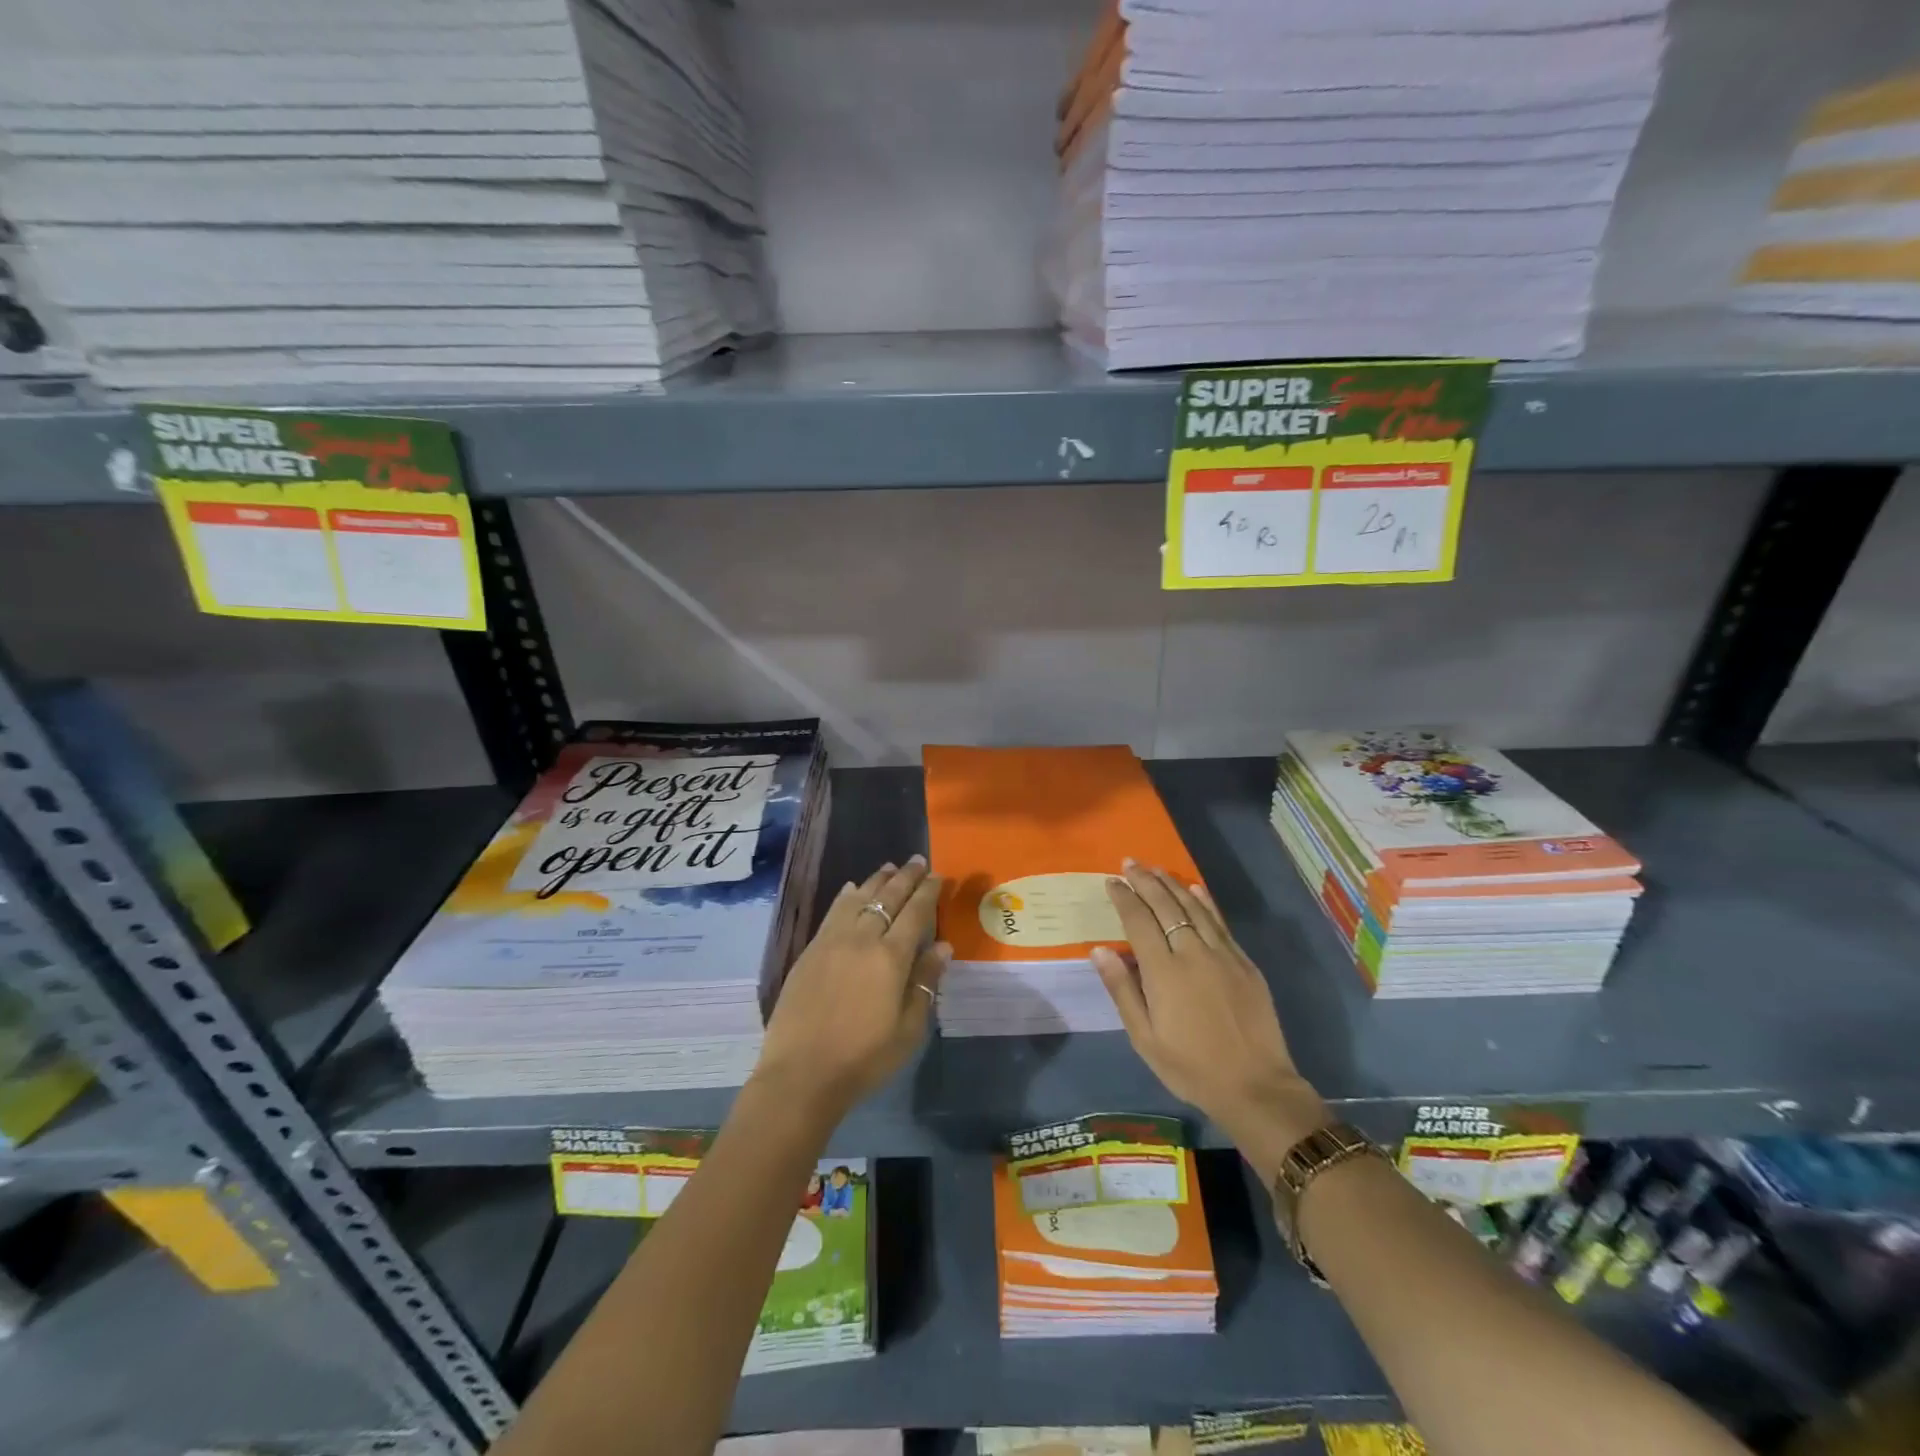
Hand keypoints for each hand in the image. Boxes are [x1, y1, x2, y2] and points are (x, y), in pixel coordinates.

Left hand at [755, 856, 949, 1124]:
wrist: (801, 1074)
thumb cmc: (864, 1058)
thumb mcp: (908, 1029)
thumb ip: (925, 983)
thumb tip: (942, 946)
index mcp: (891, 958)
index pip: (915, 913)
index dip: (928, 892)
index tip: (938, 875)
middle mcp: (862, 940)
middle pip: (887, 898)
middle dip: (905, 877)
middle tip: (918, 861)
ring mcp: (832, 942)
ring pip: (858, 899)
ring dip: (876, 880)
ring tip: (889, 867)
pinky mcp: (810, 951)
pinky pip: (832, 913)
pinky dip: (846, 896)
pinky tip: (852, 889)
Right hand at [1092, 860, 1327, 1181]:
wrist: (1255, 1087)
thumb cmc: (1190, 1067)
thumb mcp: (1144, 1038)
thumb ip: (1122, 990)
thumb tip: (1100, 950)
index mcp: (1163, 972)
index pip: (1138, 921)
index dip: (1123, 898)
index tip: (1112, 881)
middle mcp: (1192, 953)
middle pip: (1166, 906)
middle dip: (1145, 882)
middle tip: (1130, 863)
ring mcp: (1223, 955)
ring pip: (1194, 908)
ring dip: (1173, 885)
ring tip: (1156, 869)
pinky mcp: (1244, 963)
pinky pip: (1221, 923)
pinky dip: (1206, 902)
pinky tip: (1196, 889)